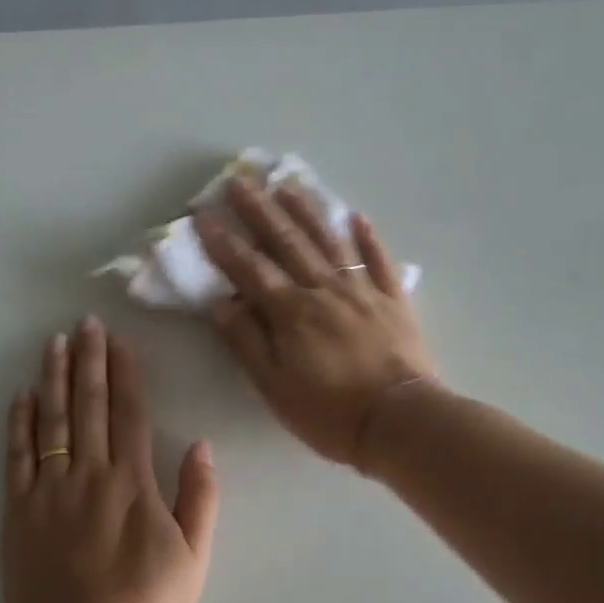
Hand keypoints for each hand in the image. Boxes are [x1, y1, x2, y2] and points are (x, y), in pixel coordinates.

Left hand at [2, 318, 219, 602]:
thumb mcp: (194, 558)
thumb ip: (199, 498)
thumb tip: (201, 445)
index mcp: (133, 483)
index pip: (129, 413)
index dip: (125, 372)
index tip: (118, 339)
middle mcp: (89, 475)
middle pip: (89, 406)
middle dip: (89, 360)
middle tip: (84, 323)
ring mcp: (49, 492)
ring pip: (52, 421)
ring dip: (54, 379)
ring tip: (54, 343)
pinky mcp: (18, 513)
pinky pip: (17, 458)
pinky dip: (19, 424)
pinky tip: (21, 397)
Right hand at [195, 176, 437, 468]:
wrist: (399, 421)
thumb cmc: (329, 412)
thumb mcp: (273, 386)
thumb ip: (246, 342)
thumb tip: (219, 302)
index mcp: (290, 312)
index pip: (250, 269)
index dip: (224, 242)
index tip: (204, 215)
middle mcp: (323, 290)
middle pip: (288, 243)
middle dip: (260, 211)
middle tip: (241, 181)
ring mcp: (362, 291)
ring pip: (330, 242)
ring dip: (307, 211)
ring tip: (288, 185)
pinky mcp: (394, 301)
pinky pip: (380, 261)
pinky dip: (368, 237)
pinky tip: (357, 216)